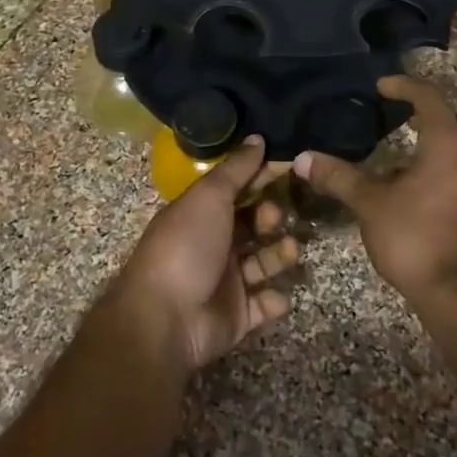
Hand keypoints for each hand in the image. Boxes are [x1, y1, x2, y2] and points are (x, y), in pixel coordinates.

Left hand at [110, 137, 301, 371]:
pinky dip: (275, 300)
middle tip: (275, 219)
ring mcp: (226, 282)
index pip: (239, 190)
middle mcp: (214, 244)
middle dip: (272, 218)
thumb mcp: (208, 197)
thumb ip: (236, 169)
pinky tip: (277, 295)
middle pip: (254, 225)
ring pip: (264, 262)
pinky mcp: (238, 316)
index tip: (290, 168)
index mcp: (202, 214)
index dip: (262, 179)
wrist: (165, 318)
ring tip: (290, 251)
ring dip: (280, 255)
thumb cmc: (186, 247)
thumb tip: (258, 138)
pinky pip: (265, 305)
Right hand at [294, 76, 456, 303]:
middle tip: (401, 118)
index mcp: (450, 143)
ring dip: (441, 148)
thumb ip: (339, 177)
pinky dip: (450, 175)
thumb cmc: (418, 238)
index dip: (404, 86)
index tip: (382, 86)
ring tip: (407, 160)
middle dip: (431, 115)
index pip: (429, 98)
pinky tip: (425, 196)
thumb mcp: (371, 205)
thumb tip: (302, 157)